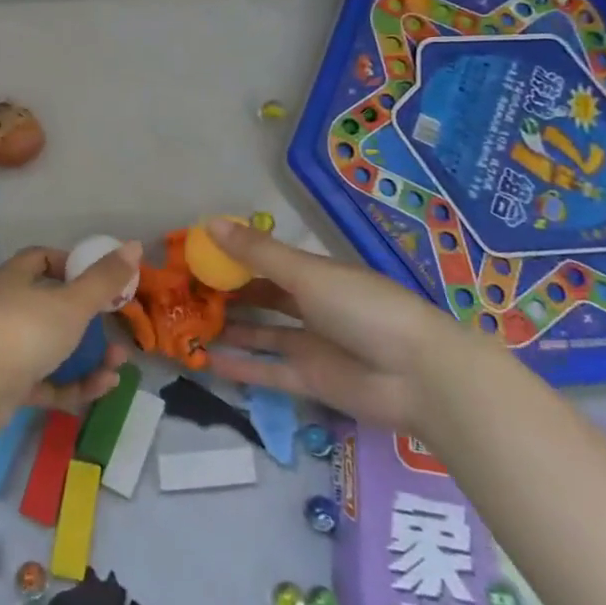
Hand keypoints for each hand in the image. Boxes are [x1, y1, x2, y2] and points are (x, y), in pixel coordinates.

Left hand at [0, 244, 135, 443]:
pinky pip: (49, 381)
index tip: (100, 279)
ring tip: (117, 367)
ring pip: (55, 348)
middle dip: (90, 322)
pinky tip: (102, 387)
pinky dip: (75, 384)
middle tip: (118, 331)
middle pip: (54, 308)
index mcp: (17, 278)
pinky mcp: (10, 385)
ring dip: (89, 358)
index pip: (43, 259)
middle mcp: (10, 308)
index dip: (72, 265)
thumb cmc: (25, 330)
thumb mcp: (72, 303)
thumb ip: (105, 279)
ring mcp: (9, 348)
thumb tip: (135, 245)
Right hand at [201, 218, 468, 432]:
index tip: (196, 256)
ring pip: (262, 334)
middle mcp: (311, 307)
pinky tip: (206, 362)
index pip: (266, 261)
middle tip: (184, 293)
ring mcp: (311, 345)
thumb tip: (209, 223)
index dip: (233, 258)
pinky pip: (268, 371)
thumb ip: (258, 253)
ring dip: (230, 330)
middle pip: (262, 298)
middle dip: (227, 295)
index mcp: (315, 274)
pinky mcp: (311, 381)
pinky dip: (240, 367)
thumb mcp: (307, 274)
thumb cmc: (364, 308)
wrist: (420, 376)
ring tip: (188, 326)